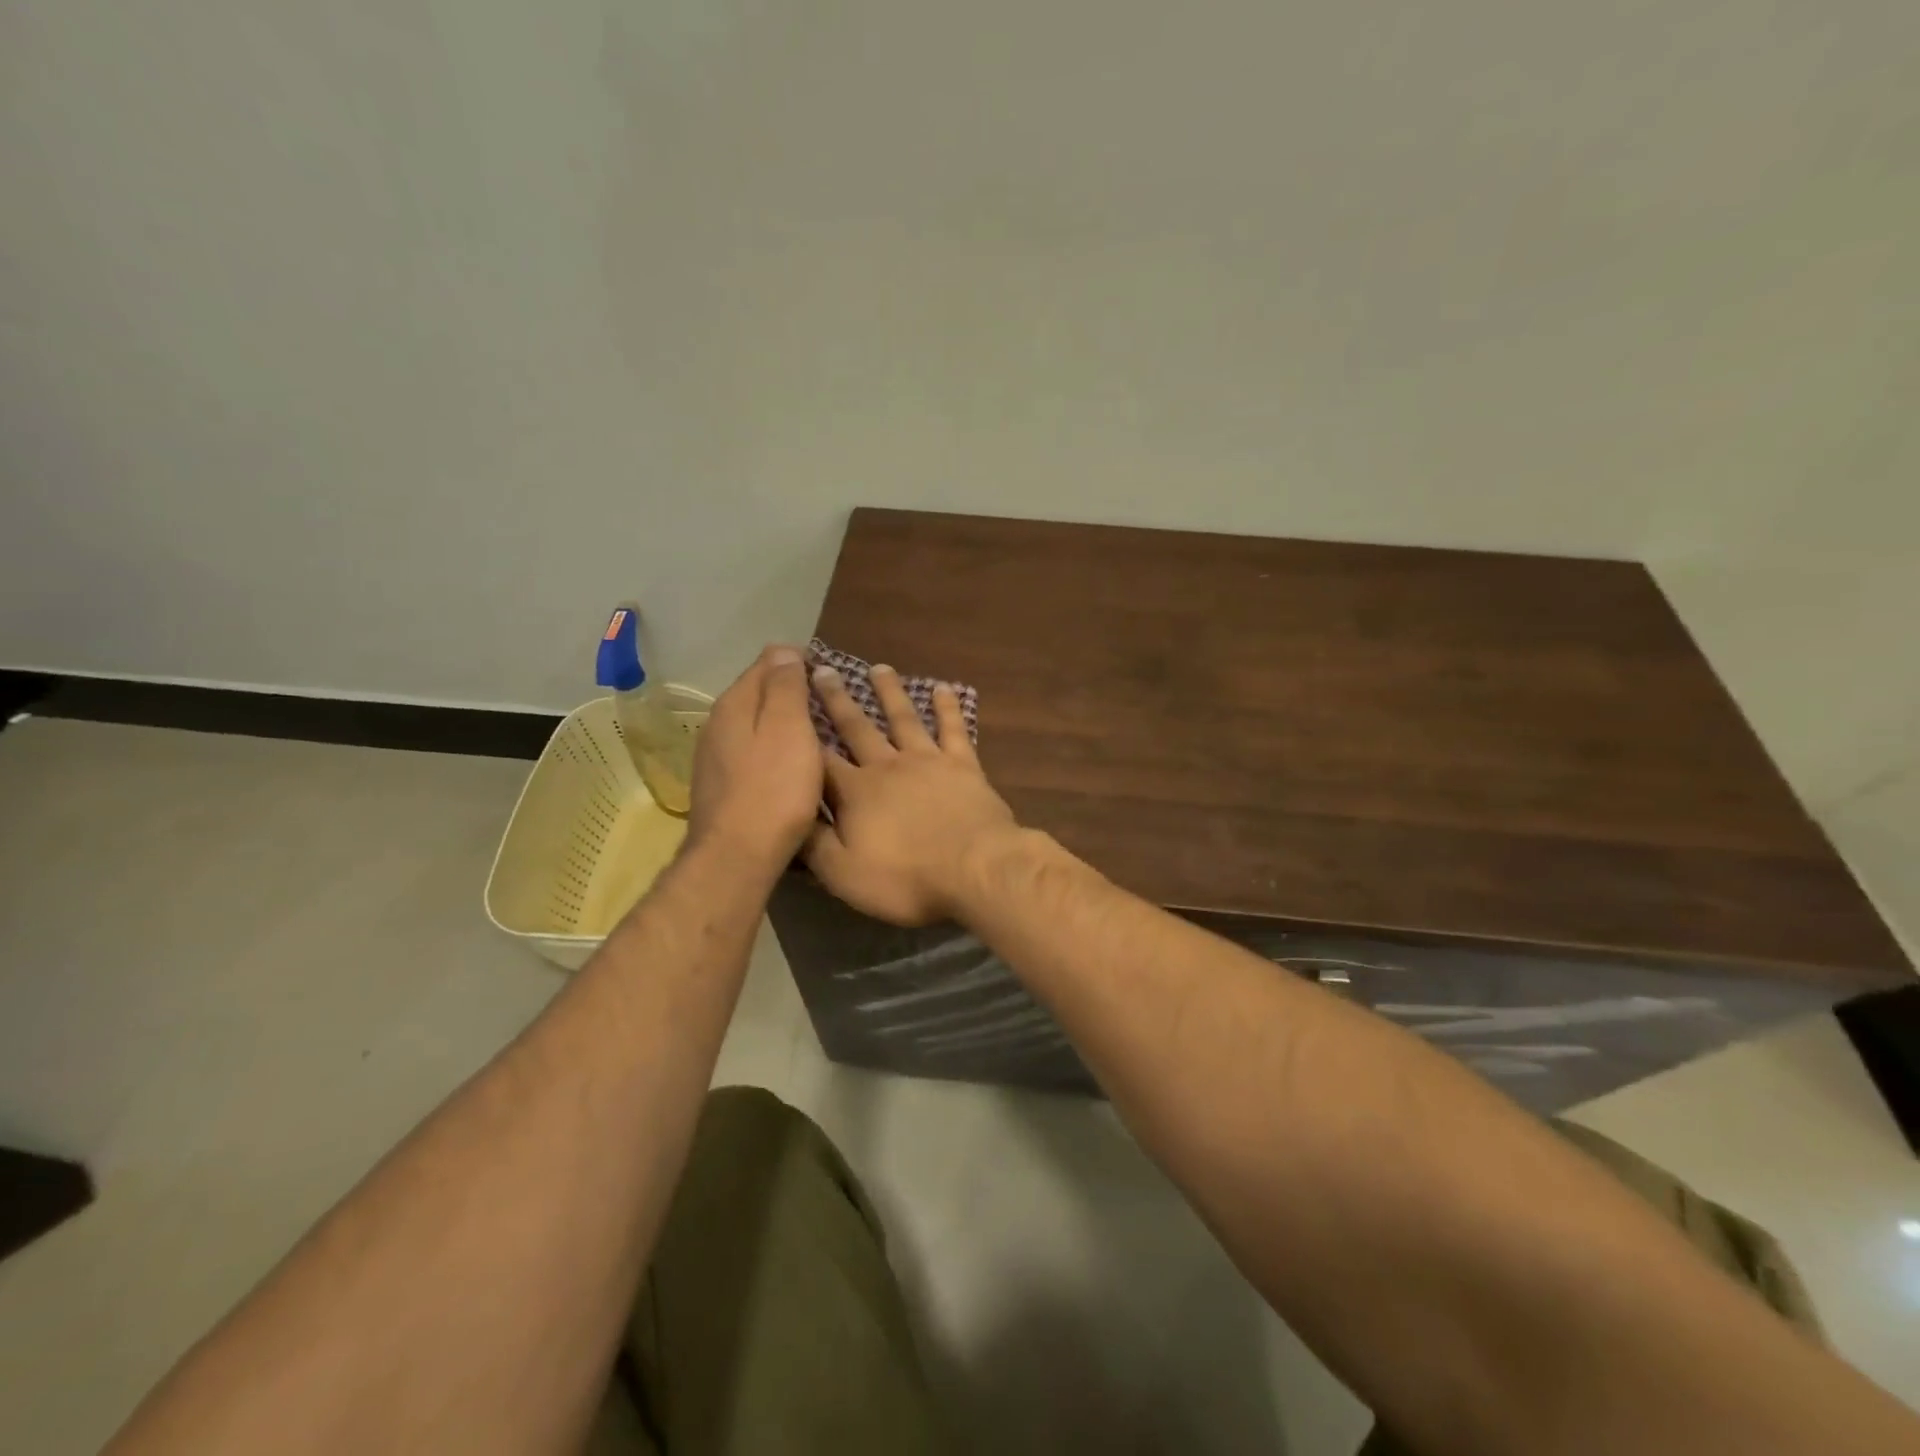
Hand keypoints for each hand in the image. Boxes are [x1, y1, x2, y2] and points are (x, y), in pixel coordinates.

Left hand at [688, 645, 822, 867]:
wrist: (738, 855)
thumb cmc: (774, 789)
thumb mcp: (789, 729)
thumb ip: (786, 686)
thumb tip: (783, 650)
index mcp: (735, 703)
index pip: (768, 662)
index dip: (799, 662)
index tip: (830, 676)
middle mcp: (717, 722)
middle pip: (757, 692)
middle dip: (789, 690)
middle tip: (826, 704)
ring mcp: (714, 755)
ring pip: (753, 723)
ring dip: (780, 721)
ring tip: (813, 733)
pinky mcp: (719, 784)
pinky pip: (751, 751)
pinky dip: (771, 748)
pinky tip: (788, 765)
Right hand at [804, 662, 1018, 924]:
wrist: (976, 868)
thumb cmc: (906, 877)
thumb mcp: (844, 874)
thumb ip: (813, 843)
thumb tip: (788, 815)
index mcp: (856, 792)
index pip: (821, 761)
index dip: (803, 737)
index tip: (790, 708)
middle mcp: (887, 766)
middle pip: (857, 727)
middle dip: (837, 700)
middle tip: (822, 669)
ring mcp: (928, 761)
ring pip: (903, 718)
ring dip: (889, 692)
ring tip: (878, 667)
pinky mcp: (963, 765)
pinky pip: (953, 729)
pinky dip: (947, 708)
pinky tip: (942, 688)